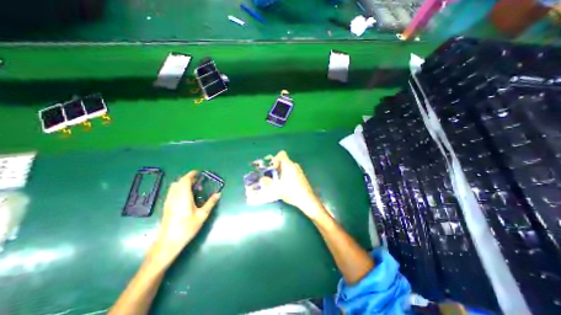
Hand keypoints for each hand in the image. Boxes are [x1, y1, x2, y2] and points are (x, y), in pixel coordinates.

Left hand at [148, 171, 219, 266]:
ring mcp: (169, 201)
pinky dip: (179, 189)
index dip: (191, 175)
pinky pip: (172, 192)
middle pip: (179, 182)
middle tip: (198, 181)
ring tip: (193, 188)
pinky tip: (186, 196)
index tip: (198, 173)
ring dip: (183, 183)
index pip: (185, 180)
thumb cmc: (187, 228)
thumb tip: (218, 194)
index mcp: (183, 197)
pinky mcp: (166, 206)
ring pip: (174, 186)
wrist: (168, 242)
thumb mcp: (202, 215)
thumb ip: (210, 203)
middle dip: (188, 178)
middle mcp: (174, 197)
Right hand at [270, 152, 326, 220]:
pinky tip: (286, 184)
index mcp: (288, 165)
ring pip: (288, 166)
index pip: (282, 154)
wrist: (306, 199)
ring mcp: (299, 170)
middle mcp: (294, 165)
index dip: (275, 158)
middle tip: (273, 176)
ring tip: (279, 181)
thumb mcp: (277, 188)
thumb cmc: (291, 192)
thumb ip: (267, 182)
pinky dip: (287, 174)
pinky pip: (292, 170)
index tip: (273, 167)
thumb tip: (262, 179)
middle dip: (277, 166)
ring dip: (282, 171)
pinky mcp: (301, 175)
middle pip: (284, 161)